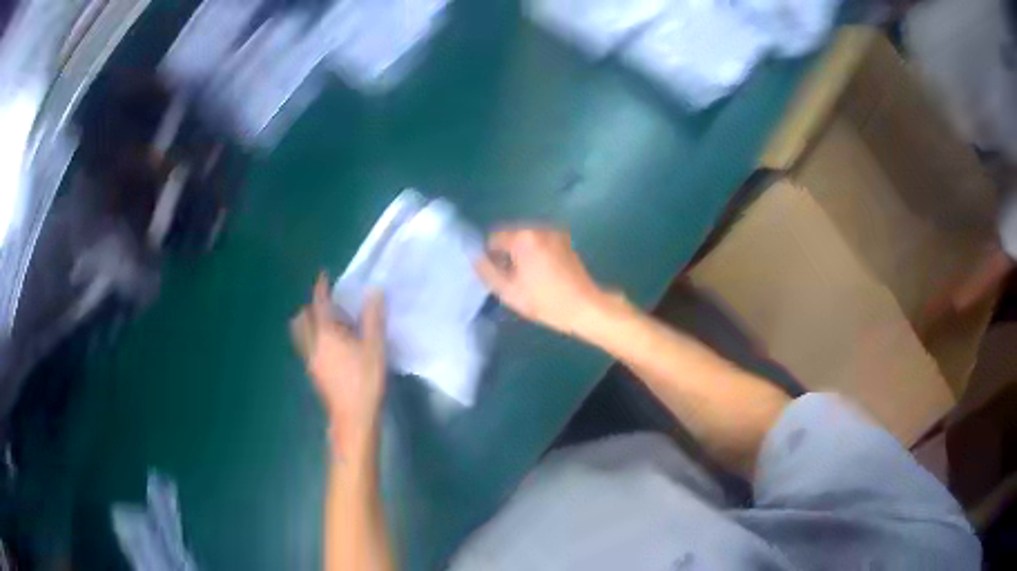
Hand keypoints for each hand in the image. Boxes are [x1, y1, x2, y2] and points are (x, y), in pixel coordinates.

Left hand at [291, 273, 385, 458]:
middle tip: (330, 305)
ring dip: (308, 323)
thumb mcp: (375, 347)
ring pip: (301, 334)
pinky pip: (306, 347)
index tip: (324, 276)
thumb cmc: (365, 380)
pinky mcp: (314, 374)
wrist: (353, 417)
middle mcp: (313, 344)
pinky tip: (330, 347)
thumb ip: (373, 318)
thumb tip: (374, 291)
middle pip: (302, 319)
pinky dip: (312, 338)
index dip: (321, 288)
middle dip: (312, 307)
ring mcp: (310, 361)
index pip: (320, 304)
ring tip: (328, 325)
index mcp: (326, 334)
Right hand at [475, 227, 612, 335]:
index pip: (494, 239)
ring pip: (526, 240)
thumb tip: (475, 258)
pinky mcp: (565, 241)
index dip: (490, 257)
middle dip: (507, 254)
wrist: (584, 307)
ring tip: (527, 278)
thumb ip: (486, 272)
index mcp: (523, 238)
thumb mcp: (508, 291)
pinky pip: (541, 243)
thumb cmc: (544, 301)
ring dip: (521, 253)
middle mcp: (539, 229)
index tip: (498, 276)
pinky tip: (541, 274)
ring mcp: (555, 233)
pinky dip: (536, 253)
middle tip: (512, 278)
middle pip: (511, 236)